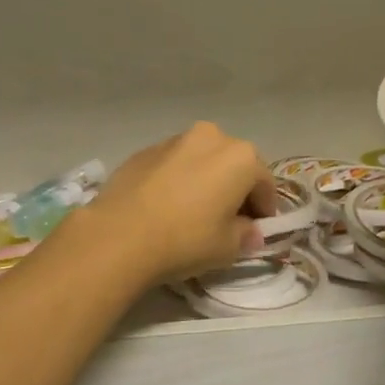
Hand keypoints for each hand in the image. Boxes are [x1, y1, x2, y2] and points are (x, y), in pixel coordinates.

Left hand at [51, 123, 276, 287]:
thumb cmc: (186, 239)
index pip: (265, 182)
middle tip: (229, 218)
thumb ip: (246, 234)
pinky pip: (174, 164)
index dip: (265, 208)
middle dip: (236, 188)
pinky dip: (178, 178)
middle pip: (234, 164)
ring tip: (194, 210)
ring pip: (202, 159)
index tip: (258, 229)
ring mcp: (175, 139)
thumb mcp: (227, 247)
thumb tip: (250, 231)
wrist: (119, 235)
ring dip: (206, 179)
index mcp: (241, 157)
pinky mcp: (145, 150)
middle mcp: (212, 137)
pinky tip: (166, 205)